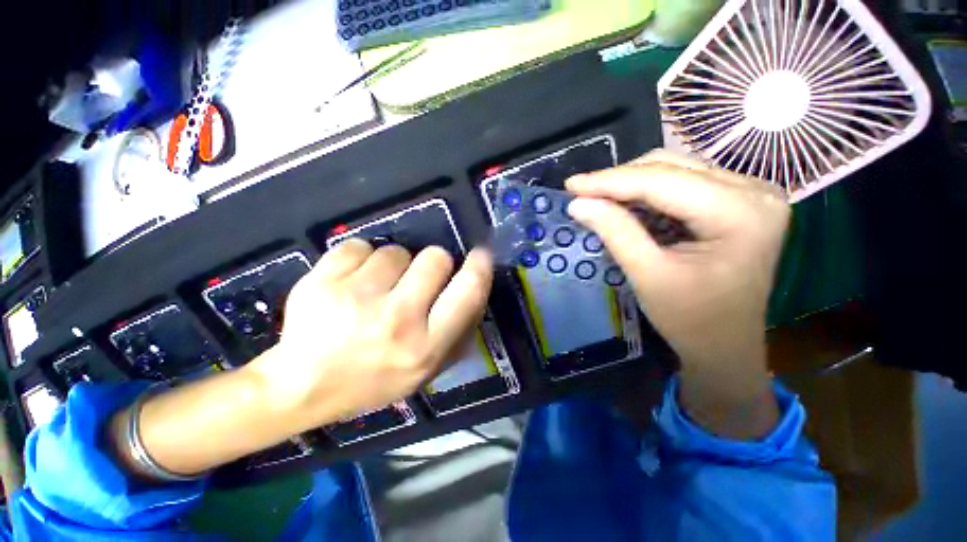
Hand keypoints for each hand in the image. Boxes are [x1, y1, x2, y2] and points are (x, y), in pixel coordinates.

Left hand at [248, 239, 492, 430]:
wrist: (301, 388)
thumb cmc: (373, 380)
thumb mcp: (426, 370)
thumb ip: (458, 331)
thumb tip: (476, 288)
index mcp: (426, 346)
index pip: (468, 291)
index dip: (479, 267)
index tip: (480, 255)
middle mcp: (397, 319)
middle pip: (435, 257)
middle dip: (432, 263)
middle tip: (416, 279)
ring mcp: (357, 298)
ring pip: (395, 251)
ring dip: (392, 265)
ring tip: (375, 289)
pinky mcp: (322, 281)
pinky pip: (358, 246)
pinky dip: (359, 259)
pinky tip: (349, 283)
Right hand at [566, 150, 789, 438]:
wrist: (725, 346)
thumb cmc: (691, 320)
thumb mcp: (648, 275)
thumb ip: (615, 232)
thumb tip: (577, 203)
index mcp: (741, 212)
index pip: (663, 181)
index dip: (610, 181)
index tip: (571, 185)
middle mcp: (754, 191)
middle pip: (671, 167)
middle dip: (619, 180)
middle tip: (580, 193)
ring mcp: (750, 193)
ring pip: (675, 170)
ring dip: (631, 184)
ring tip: (597, 198)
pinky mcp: (738, 201)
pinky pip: (683, 182)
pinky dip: (647, 192)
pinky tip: (624, 204)